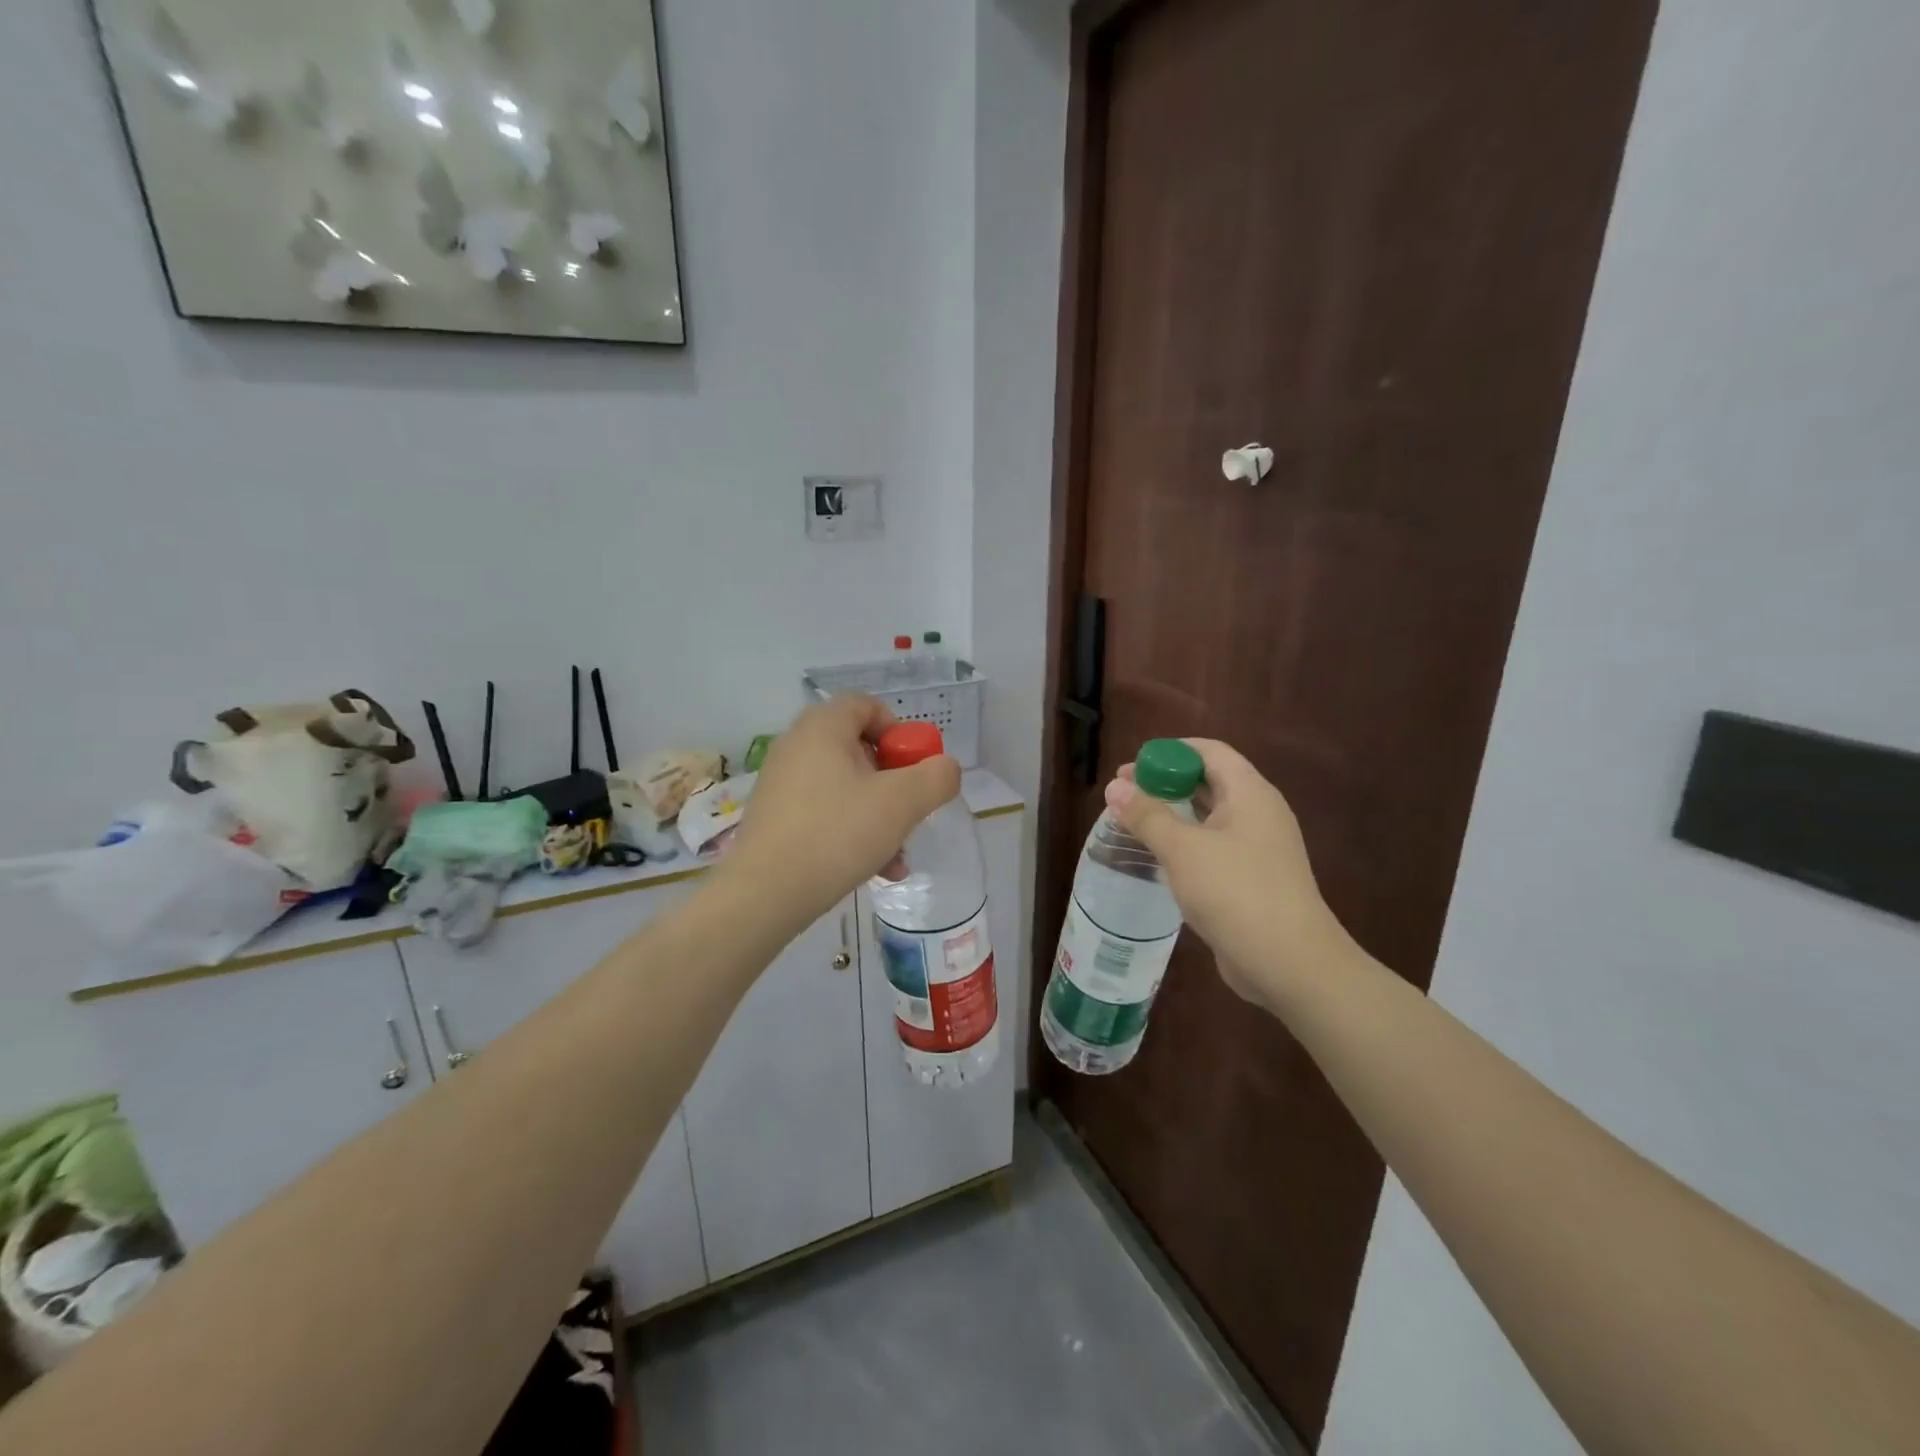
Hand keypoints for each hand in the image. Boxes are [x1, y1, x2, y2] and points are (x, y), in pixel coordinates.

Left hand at [725, 695, 960, 926]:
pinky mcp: (775, 817)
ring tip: (897, 856)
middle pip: (859, 749)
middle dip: (894, 783)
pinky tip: (874, 869)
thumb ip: (936, 777)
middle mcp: (796, 746)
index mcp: (822, 728)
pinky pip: (824, 812)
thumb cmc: (837, 834)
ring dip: (878, 815)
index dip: (898, 730)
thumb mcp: (902, 803)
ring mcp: (781, 783)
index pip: (866, 705)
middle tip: (909, 812)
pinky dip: (852, 832)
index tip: (914, 767)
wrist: (765, 894)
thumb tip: (944, 768)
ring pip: (845, 787)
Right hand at [1106, 739, 1355, 1012]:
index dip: (1170, 752)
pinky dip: (1186, 844)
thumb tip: (1115, 786)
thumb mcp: (1183, 849)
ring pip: (1210, 817)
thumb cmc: (1235, 892)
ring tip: (1134, 823)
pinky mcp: (1253, 879)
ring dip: (1174, 815)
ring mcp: (1259, 848)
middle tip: (1124, 795)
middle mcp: (1259, 813)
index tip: (1132, 767)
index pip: (1209, 752)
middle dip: (1166, 783)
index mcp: (1250, 793)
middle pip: (1209, 781)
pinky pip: (1214, 847)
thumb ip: (1147, 815)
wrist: (1290, 963)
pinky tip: (1159, 859)